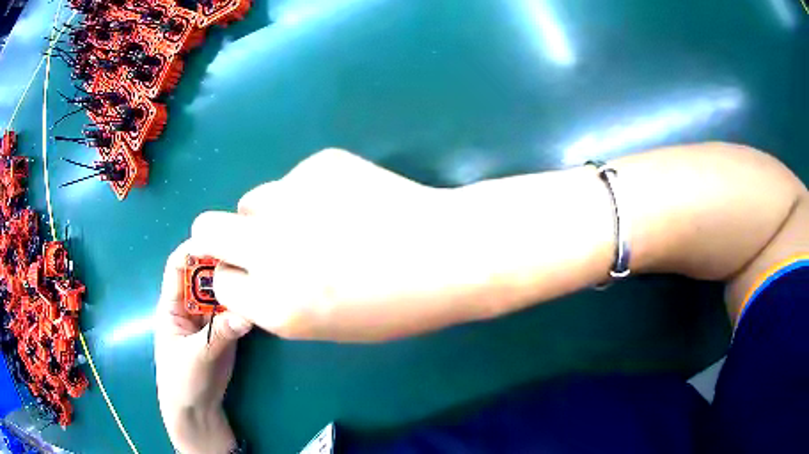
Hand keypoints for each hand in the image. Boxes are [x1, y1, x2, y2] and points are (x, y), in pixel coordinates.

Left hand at [155, 241, 251, 453]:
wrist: (196, 409)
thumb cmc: (181, 380)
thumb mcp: (194, 356)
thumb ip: (217, 335)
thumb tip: (245, 316)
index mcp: (172, 304)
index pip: (178, 266)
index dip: (194, 249)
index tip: (218, 238)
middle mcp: (190, 305)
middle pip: (203, 274)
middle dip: (220, 262)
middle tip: (247, 254)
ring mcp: (208, 318)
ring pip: (221, 291)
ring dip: (235, 283)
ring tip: (258, 273)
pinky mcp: (224, 330)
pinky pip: (234, 310)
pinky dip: (245, 304)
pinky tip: (259, 298)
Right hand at [190, 149, 494, 341]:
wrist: (450, 253)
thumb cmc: (397, 306)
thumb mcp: (328, 326)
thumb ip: (278, 302)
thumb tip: (251, 273)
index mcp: (276, 306)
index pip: (219, 283)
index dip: (232, 277)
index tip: (245, 273)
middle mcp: (270, 251)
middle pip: (207, 228)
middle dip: (218, 237)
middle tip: (249, 240)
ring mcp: (291, 200)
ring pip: (251, 201)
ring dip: (267, 213)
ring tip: (310, 221)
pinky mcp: (318, 165)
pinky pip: (293, 180)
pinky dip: (306, 193)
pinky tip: (346, 202)